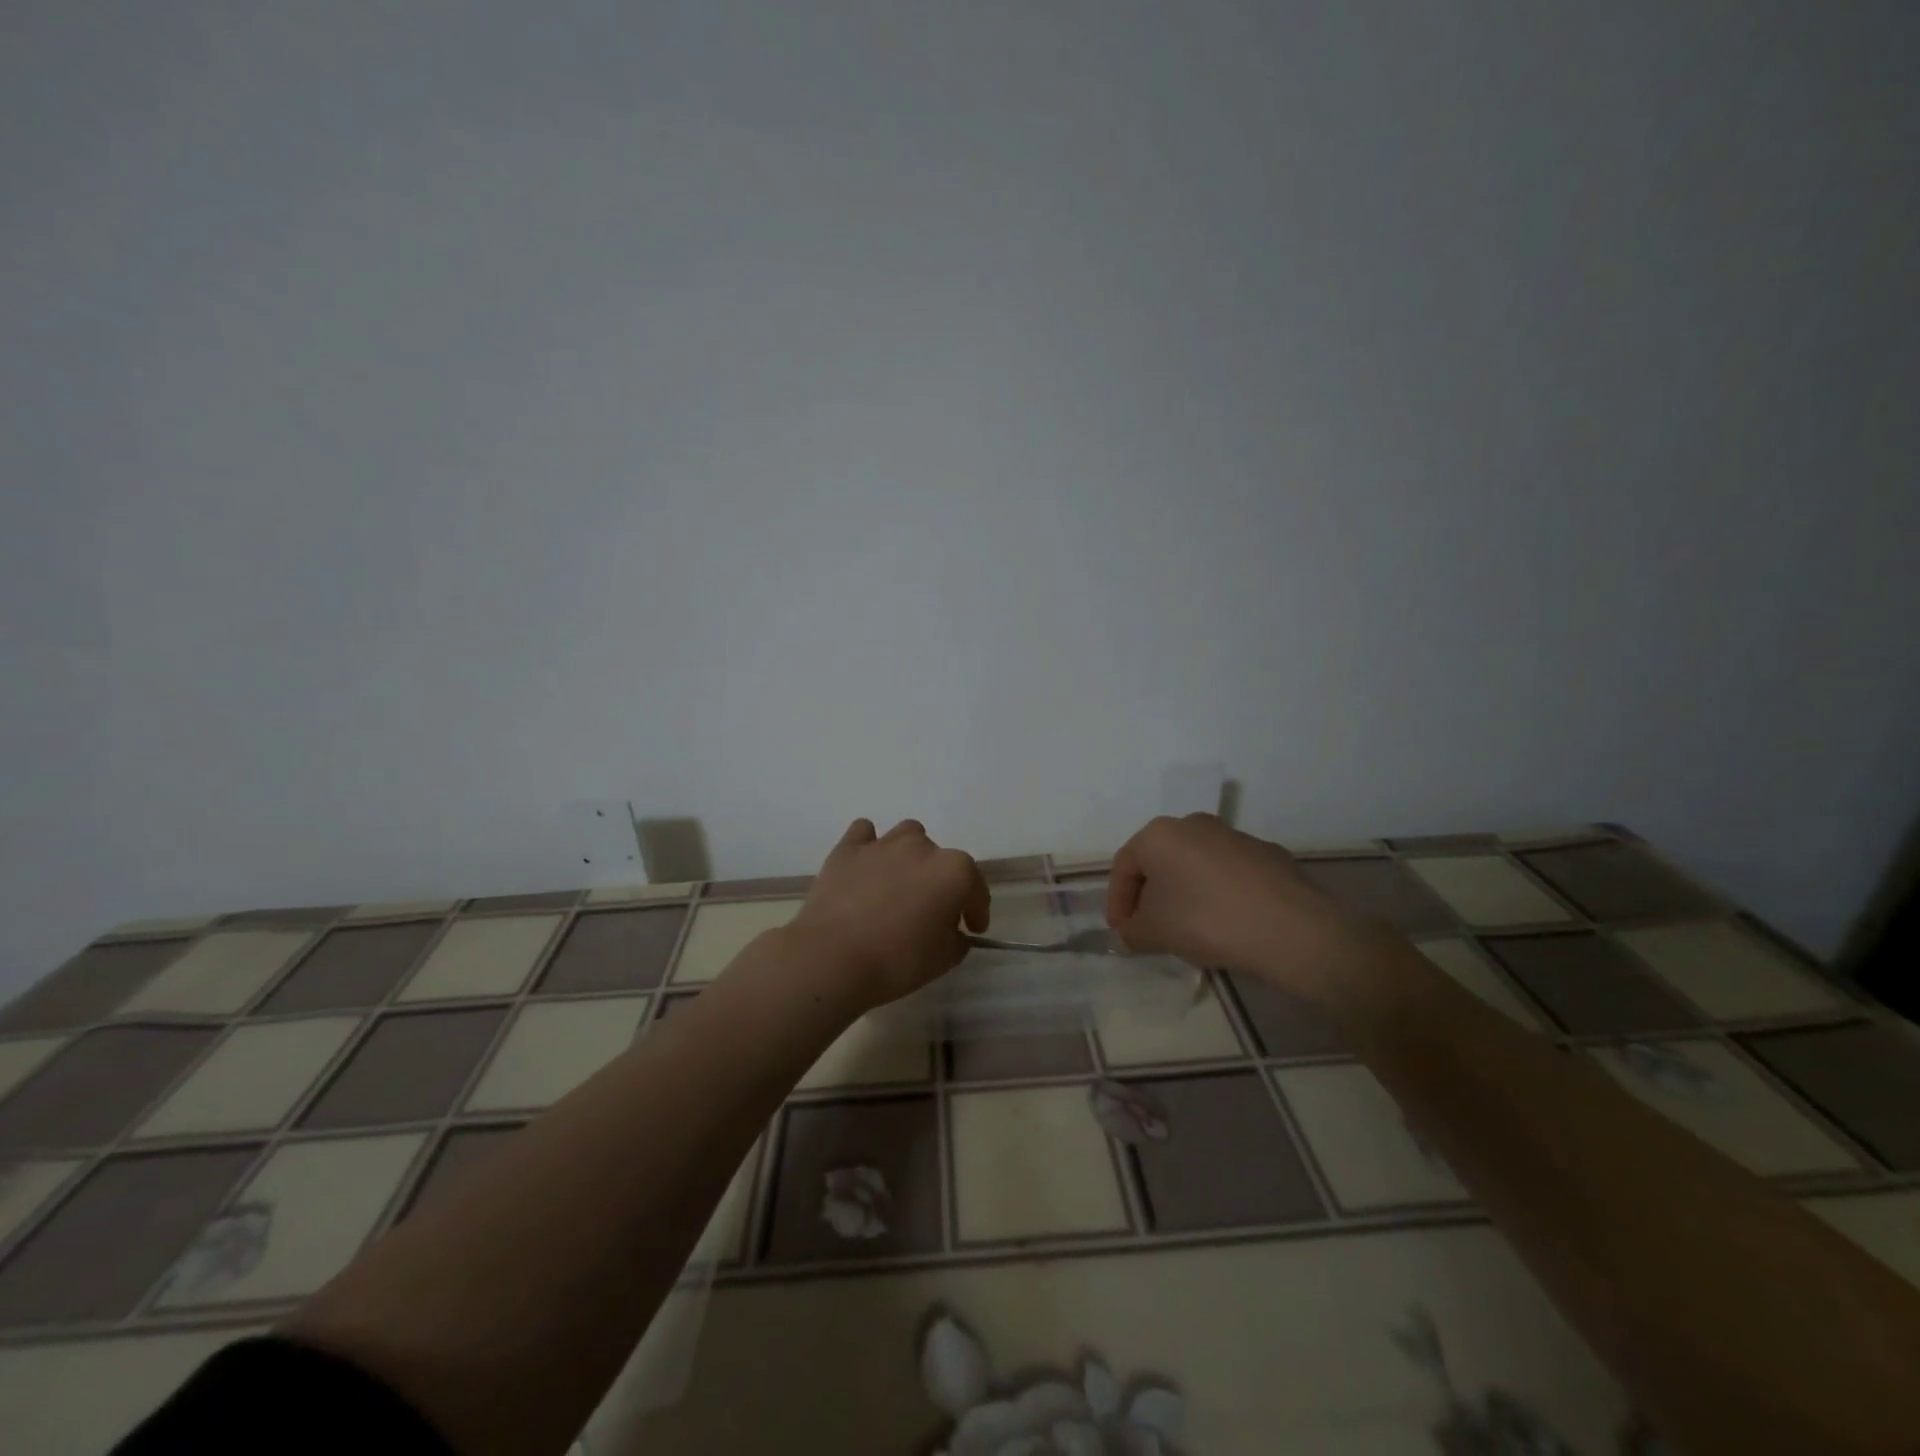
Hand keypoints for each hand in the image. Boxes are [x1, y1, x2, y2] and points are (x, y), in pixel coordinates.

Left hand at [788, 818, 990, 1011]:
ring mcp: (883, 844)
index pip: (976, 888)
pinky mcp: (848, 848)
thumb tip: (953, 930)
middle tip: (929, 912)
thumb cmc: (897, 960)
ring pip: (907, 835)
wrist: (832, 958)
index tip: (971, 928)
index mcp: (954, 871)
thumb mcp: (944, 959)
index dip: (976, 911)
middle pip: (941, 860)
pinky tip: (866, 866)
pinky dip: (869, 846)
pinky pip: (864, 833)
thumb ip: (957, 939)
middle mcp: (922, 847)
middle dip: (940, 883)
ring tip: (899, 883)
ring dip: (910, 855)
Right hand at [1105, 814, 1362, 994]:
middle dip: (1151, 896)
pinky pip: (1228, 875)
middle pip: (1160, 862)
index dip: (1117, 902)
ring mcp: (1235, 836)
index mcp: (1159, 834)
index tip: (1122, 932)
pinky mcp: (1268, 854)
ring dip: (1185, 894)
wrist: (1292, 928)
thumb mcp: (1154, 932)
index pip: (1124, 866)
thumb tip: (1130, 931)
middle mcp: (1194, 824)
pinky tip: (1228, 925)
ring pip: (1195, 866)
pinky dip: (1218, 895)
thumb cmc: (1207, 920)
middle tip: (1151, 929)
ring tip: (1190, 931)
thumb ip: (1132, 931)